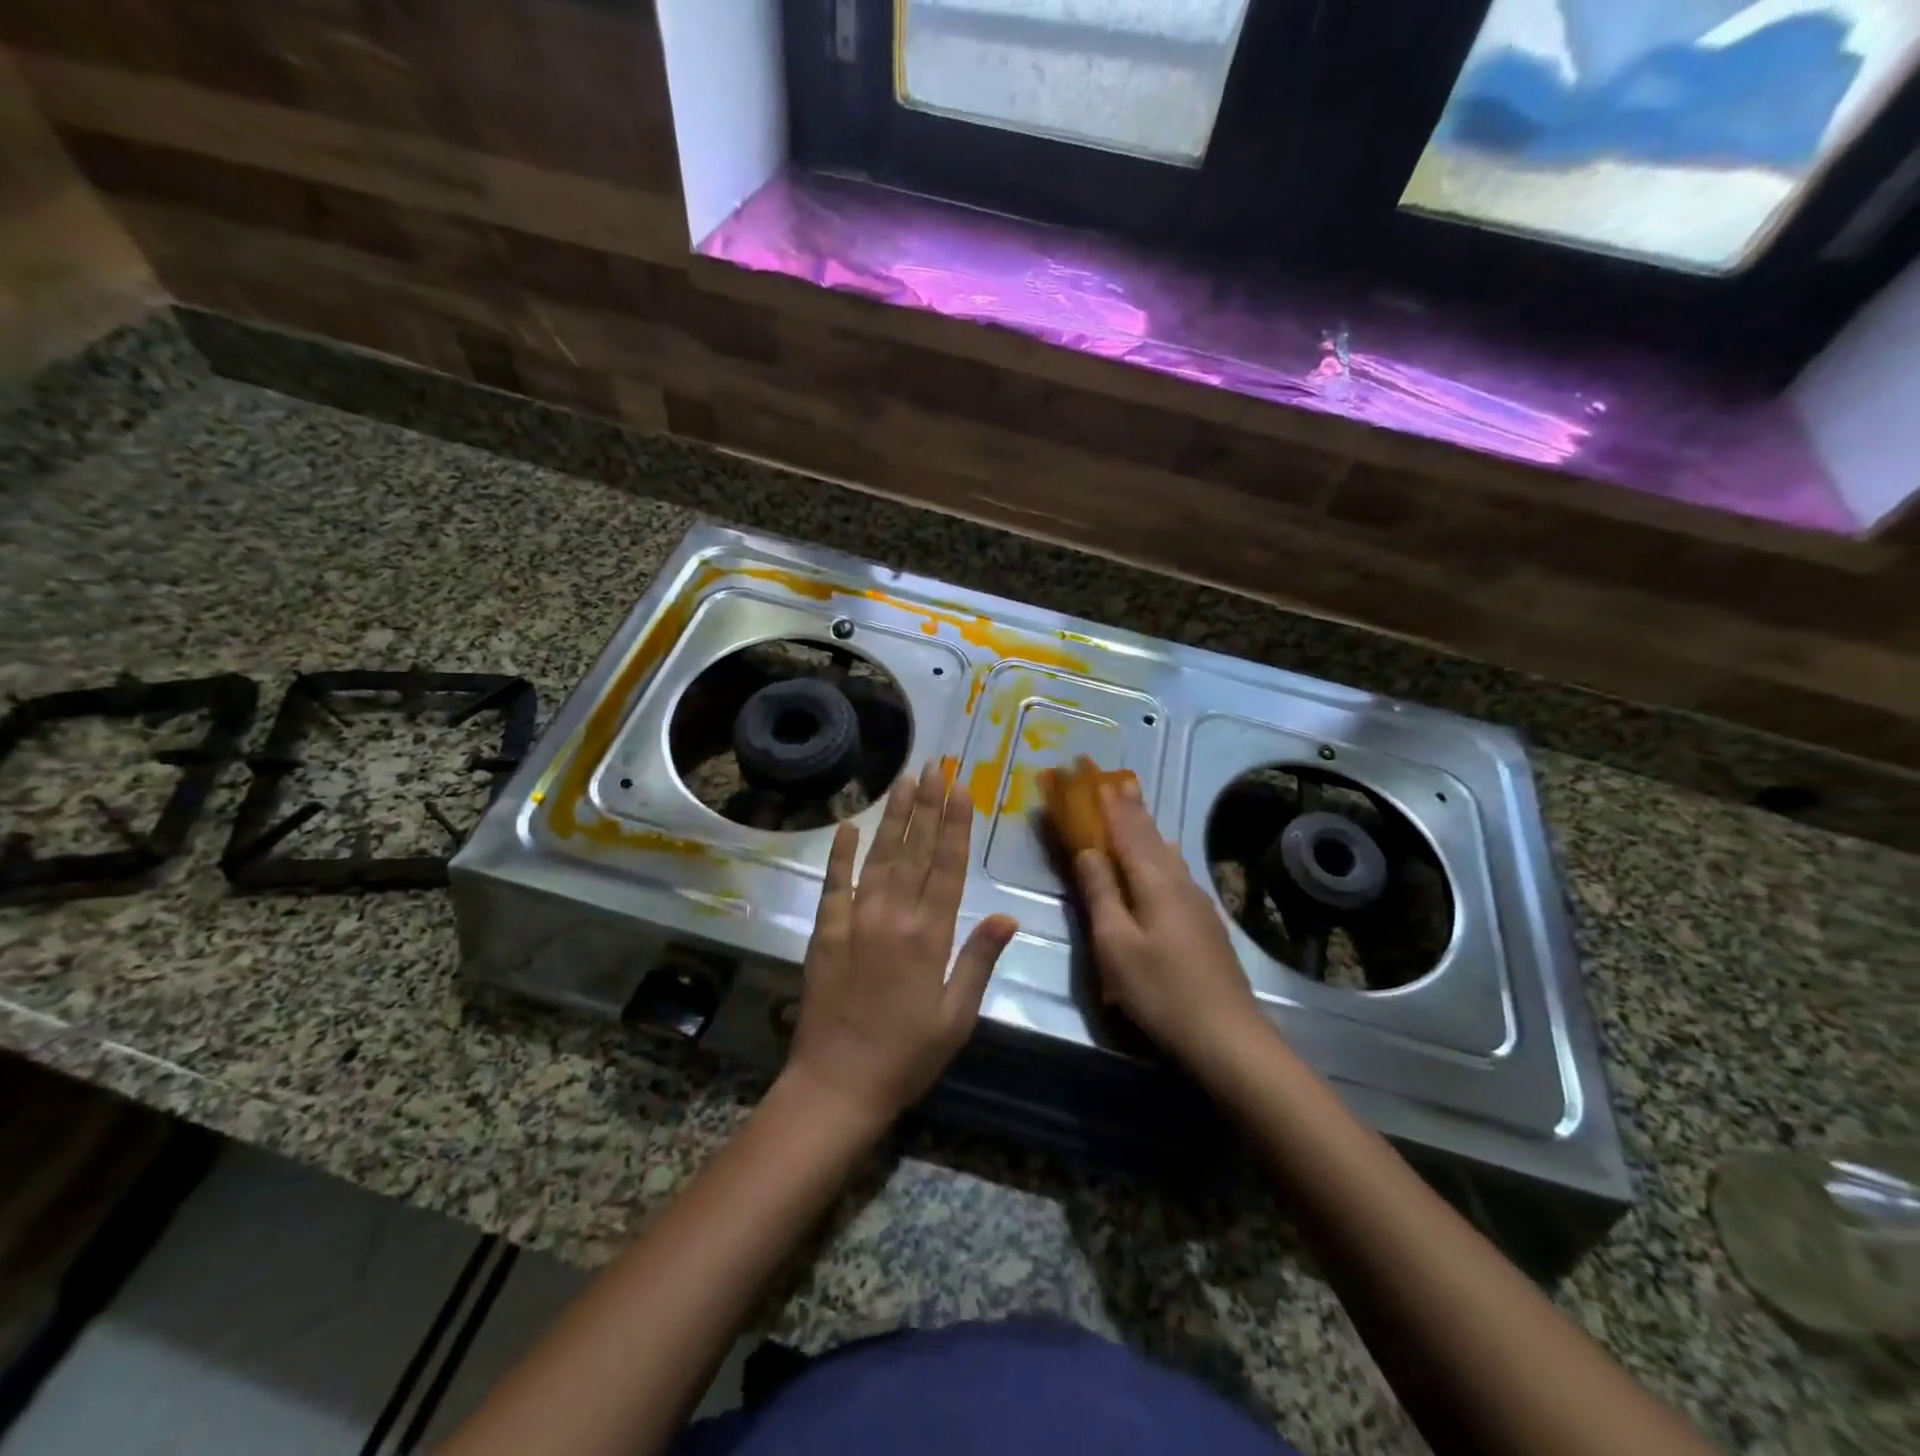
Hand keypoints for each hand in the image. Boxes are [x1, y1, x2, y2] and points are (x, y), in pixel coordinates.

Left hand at [781, 762, 1017, 1132]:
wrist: (837, 1085)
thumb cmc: (907, 1057)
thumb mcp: (956, 1018)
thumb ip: (978, 961)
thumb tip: (1007, 917)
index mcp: (930, 937)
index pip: (948, 867)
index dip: (956, 825)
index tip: (961, 787)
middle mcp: (893, 918)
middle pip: (915, 851)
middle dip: (927, 806)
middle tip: (934, 765)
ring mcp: (855, 921)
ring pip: (879, 857)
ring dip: (893, 817)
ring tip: (904, 781)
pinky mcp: (826, 932)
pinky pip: (833, 883)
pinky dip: (840, 853)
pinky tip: (848, 824)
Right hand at [1074, 781, 1261, 1072]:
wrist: (1227, 1036)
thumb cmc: (1160, 990)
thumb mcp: (1115, 944)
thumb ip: (1100, 893)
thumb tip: (1087, 851)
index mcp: (1154, 881)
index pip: (1125, 830)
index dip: (1106, 804)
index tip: (1092, 777)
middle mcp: (1178, 880)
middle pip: (1149, 835)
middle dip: (1129, 807)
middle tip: (1115, 779)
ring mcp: (1196, 901)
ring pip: (1165, 852)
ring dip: (1145, 827)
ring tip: (1134, 808)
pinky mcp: (1204, 922)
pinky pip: (1173, 870)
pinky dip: (1157, 852)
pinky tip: (1161, 858)